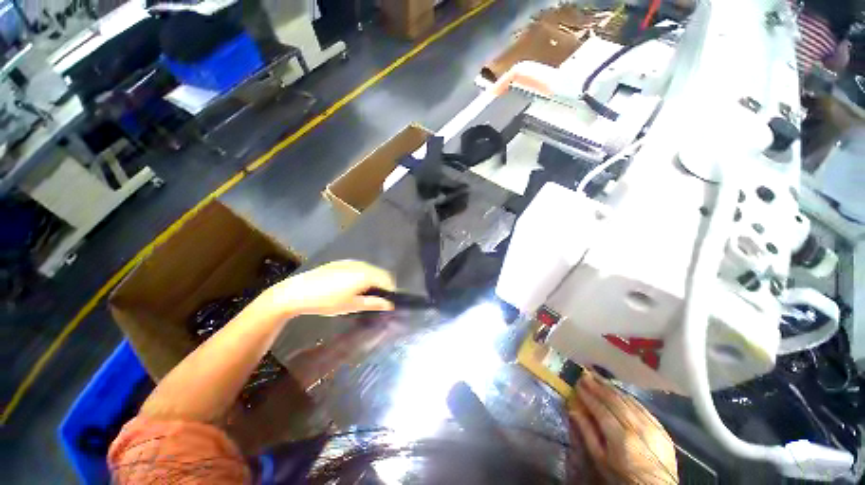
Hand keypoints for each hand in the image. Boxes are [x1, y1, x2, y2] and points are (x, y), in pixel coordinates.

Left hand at [266, 260, 395, 316]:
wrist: (297, 292)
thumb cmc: (327, 301)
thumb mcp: (352, 305)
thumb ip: (373, 304)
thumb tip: (390, 305)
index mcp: (366, 274)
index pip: (388, 280)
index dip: (391, 291)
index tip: (388, 302)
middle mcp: (362, 265)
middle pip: (380, 273)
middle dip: (383, 285)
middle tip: (376, 300)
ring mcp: (351, 261)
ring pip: (370, 269)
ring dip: (373, 280)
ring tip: (364, 294)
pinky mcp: (341, 262)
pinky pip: (360, 267)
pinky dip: (363, 275)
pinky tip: (351, 286)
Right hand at [568, 374, 677, 483]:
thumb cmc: (622, 476)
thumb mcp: (600, 459)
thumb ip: (587, 432)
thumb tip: (573, 408)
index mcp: (621, 438)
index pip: (601, 409)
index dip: (588, 395)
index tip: (577, 383)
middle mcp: (637, 428)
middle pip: (615, 401)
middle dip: (598, 386)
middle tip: (585, 374)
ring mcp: (652, 426)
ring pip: (628, 400)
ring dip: (611, 387)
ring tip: (597, 377)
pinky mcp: (661, 427)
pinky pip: (641, 406)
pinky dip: (626, 396)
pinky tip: (617, 390)